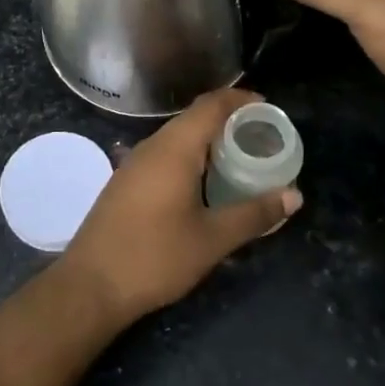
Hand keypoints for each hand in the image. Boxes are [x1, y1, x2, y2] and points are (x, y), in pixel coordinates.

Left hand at [60, 89, 301, 323]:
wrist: (90, 286)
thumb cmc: (155, 257)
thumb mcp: (212, 239)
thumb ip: (254, 214)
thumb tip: (294, 196)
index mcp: (174, 149)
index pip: (211, 105)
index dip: (241, 99)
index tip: (268, 108)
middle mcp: (152, 147)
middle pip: (194, 118)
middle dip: (229, 121)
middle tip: (262, 138)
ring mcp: (133, 164)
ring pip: (177, 138)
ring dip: (208, 142)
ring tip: (240, 159)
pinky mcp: (125, 183)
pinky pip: (164, 156)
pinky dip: (190, 158)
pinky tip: (204, 184)